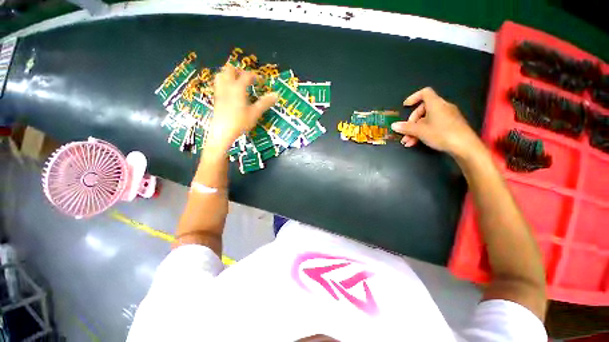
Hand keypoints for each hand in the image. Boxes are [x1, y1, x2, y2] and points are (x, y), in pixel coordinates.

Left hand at [205, 65, 277, 156]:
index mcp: (238, 88)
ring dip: (229, 75)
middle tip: (247, 78)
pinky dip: (224, 83)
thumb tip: (276, 95)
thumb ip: (265, 103)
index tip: (261, 81)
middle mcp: (227, 86)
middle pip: (230, 70)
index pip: (246, 76)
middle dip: (239, 71)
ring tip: (237, 82)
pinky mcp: (216, 99)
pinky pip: (218, 84)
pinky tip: (230, 92)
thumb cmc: (240, 122)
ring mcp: (220, 92)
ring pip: (221, 75)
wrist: (222, 132)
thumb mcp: (255, 113)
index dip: (255, 76)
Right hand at [391, 87, 481, 156]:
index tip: (405, 106)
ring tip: (407, 142)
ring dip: (414, 130)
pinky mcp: (450, 126)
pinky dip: (423, 132)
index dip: (414, 97)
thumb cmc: (442, 134)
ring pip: (426, 120)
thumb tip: (394, 125)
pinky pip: (433, 125)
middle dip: (411, 122)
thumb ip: (406, 128)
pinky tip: (415, 143)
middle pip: (422, 110)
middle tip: (405, 132)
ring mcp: (447, 117)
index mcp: (436, 104)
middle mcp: (442, 108)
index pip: (425, 93)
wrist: (465, 147)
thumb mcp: (420, 131)